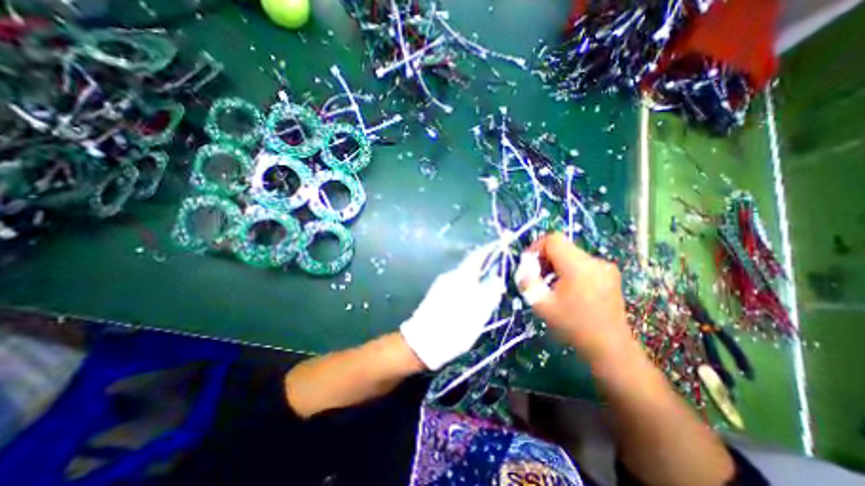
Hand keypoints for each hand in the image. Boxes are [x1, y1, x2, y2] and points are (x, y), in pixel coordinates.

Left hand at [401, 245, 508, 369]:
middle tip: (499, 272)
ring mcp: (442, 284)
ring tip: (488, 286)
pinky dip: (468, 285)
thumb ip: (489, 295)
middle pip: (470, 265)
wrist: (421, 342)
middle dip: (484, 265)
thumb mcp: (477, 316)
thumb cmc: (452, 329)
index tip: (498, 246)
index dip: (488, 250)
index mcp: (461, 278)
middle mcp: (450, 276)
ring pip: (464, 275)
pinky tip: (472, 296)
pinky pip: (457, 283)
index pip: (476, 256)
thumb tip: (497, 280)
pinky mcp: (437, 292)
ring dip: (476, 277)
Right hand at [516, 233, 633, 362]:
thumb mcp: (541, 305)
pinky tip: (568, 289)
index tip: (529, 264)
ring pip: (571, 254)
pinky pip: (582, 263)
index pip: (553, 240)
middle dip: (545, 258)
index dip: (536, 247)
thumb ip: (527, 281)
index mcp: (578, 267)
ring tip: (551, 285)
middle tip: (537, 277)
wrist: (610, 347)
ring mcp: (605, 267)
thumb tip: (524, 268)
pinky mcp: (610, 274)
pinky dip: (569, 269)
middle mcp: (594, 261)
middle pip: (562, 246)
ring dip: (556, 264)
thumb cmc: (573, 326)